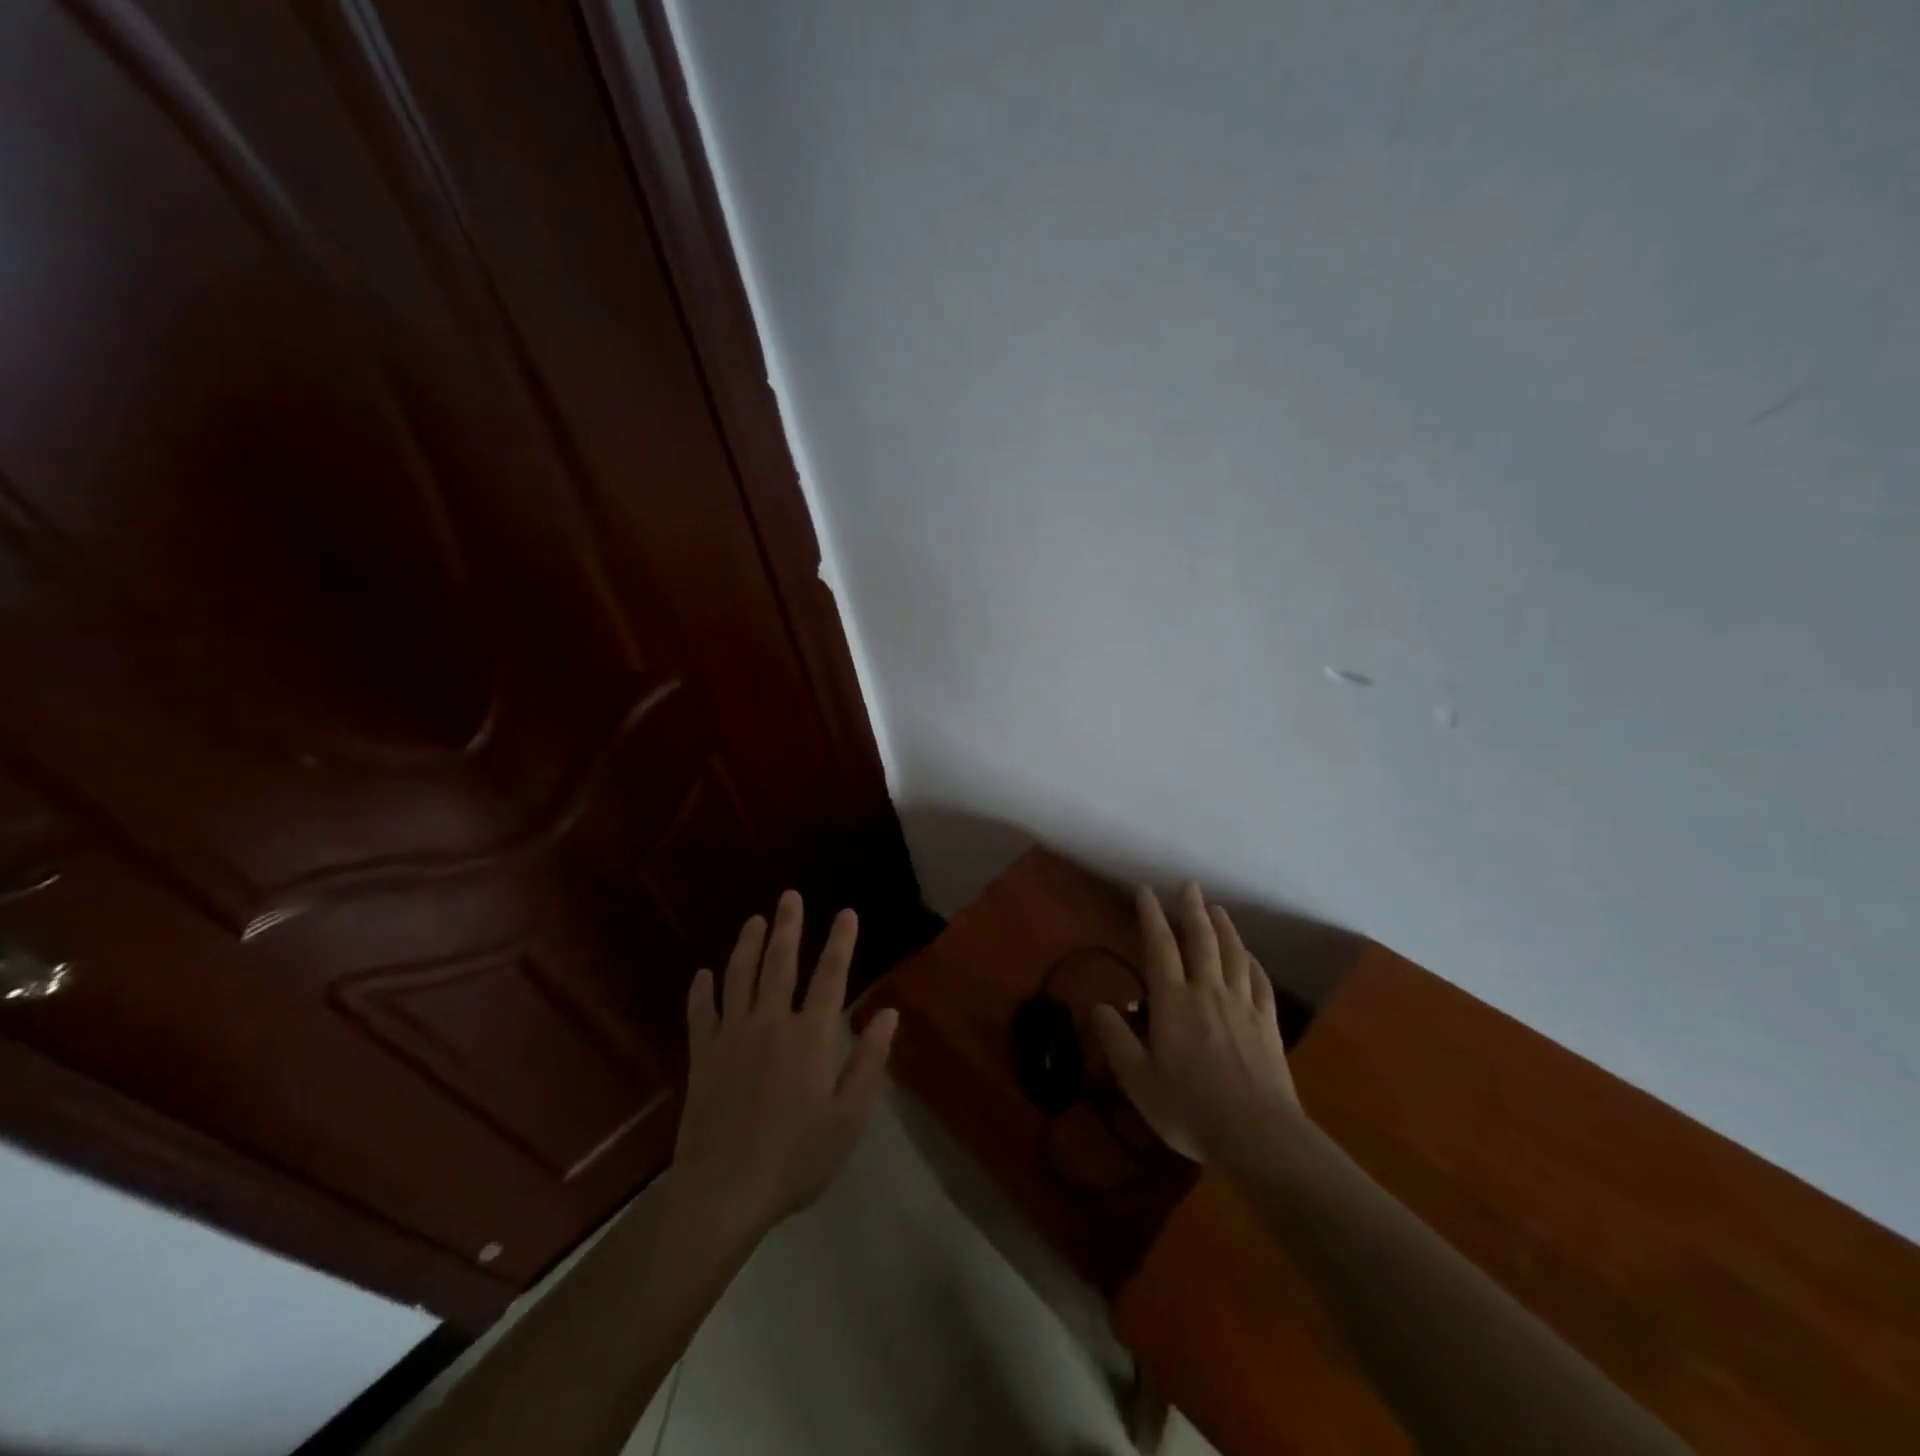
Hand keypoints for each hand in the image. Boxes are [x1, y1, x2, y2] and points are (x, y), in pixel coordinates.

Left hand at [670, 890, 898, 1237]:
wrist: (723, 1191)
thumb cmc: (795, 1158)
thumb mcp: (848, 1118)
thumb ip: (869, 1061)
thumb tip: (888, 1013)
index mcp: (811, 1036)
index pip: (831, 976)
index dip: (841, 942)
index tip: (847, 913)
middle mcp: (771, 1023)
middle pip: (780, 963)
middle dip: (789, 926)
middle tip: (790, 896)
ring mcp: (732, 1035)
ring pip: (739, 976)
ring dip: (748, 945)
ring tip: (755, 919)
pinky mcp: (703, 1055)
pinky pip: (701, 1012)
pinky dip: (702, 990)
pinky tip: (703, 974)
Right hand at [1092, 882, 1304, 1172]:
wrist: (1258, 1135)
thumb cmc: (1189, 1108)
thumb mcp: (1138, 1080)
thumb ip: (1116, 1040)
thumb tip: (1099, 1006)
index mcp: (1173, 1001)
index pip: (1159, 947)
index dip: (1151, 916)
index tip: (1146, 891)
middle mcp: (1208, 992)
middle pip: (1201, 940)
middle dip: (1193, 909)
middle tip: (1190, 885)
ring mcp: (1243, 1006)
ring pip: (1234, 954)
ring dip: (1225, 928)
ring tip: (1218, 910)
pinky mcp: (1268, 1025)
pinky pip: (1261, 983)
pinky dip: (1254, 963)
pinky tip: (1251, 958)